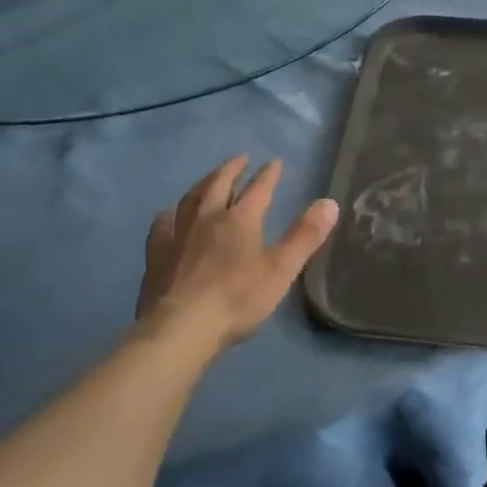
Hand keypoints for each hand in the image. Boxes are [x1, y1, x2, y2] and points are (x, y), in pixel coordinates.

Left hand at [136, 156, 338, 350]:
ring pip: (190, 199)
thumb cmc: (237, 299)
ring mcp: (178, 234)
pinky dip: (169, 215)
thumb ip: (305, 236)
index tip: (275, 162)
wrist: (181, 327)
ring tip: (209, 179)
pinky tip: (168, 215)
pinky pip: (161, 225)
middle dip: (232, 169)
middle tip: (240, 159)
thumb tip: (330, 202)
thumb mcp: (281, 269)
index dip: (269, 174)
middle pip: (219, 184)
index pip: (259, 189)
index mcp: (240, 220)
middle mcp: (207, 218)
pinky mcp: (156, 254)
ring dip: (203, 184)